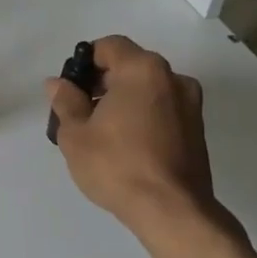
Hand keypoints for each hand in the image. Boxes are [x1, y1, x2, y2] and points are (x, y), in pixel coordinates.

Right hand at [46, 36, 232, 246]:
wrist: (172, 211)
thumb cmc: (117, 165)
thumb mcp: (75, 134)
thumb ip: (65, 101)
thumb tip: (58, 84)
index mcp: (143, 70)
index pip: (110, 46)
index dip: (85, 61)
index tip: (71, 88)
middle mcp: (173, 78)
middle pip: (131, 65)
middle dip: (103, 81)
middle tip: (81, 111)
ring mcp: (190, 104)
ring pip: (148, 88)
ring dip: (124, 99)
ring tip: (103, 131)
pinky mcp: (197, 129)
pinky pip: (162, 109)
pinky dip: (143, 116)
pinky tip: (126, 144)